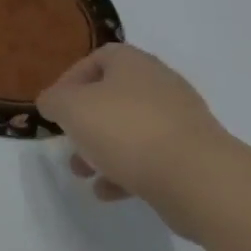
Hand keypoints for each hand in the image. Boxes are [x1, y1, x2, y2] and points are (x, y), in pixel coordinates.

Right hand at [36, 44, 236, 236]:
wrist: (197, 178)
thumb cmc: (126, 130)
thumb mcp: (71, 108)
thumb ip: (54, 100)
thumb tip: (53, 102)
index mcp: (134, 64)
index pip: (98, 58)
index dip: (71, 79)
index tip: (55, 107)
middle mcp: (160, 85)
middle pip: (113, 97)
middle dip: (85, 121)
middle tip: (69, 140)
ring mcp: (180, 122)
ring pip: (130, 130)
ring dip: (102, 150)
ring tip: (83, 172)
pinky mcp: (192, 156)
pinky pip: (150, 159)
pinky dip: (126, 173)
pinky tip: (108, 192)